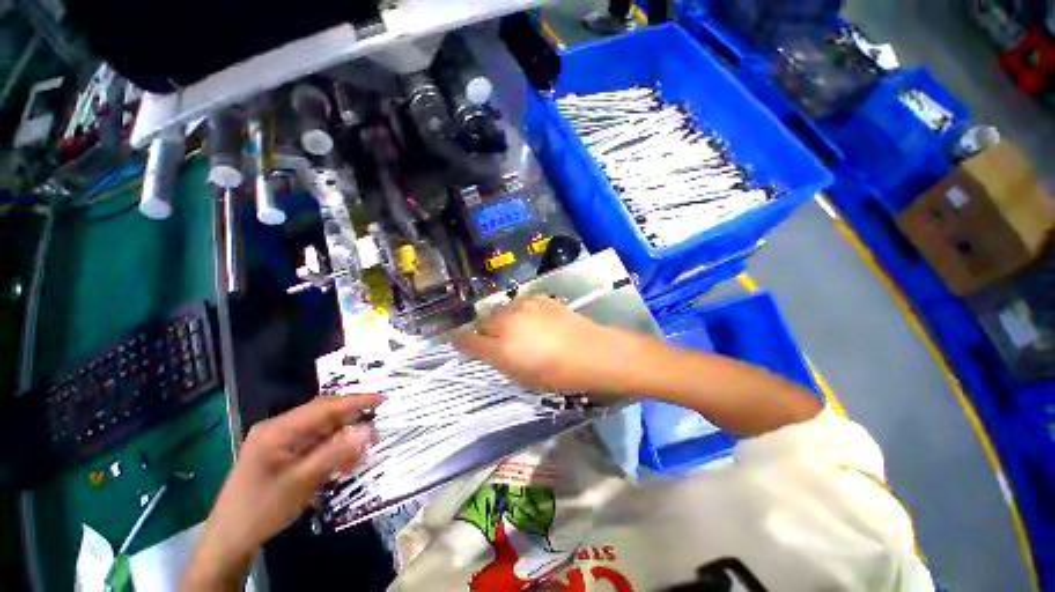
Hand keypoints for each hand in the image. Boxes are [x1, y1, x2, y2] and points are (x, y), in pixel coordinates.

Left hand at [182, 394, 382, 590]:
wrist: (229, 539)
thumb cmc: (261, 508)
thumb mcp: (301, 482)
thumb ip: (335, 453)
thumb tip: (369, 429)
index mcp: (278, 429)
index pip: (324, 407)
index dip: (355, 401)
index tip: (382, 400)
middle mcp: (279, 428)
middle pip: (323, 414)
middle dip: (352, 417)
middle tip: (377, 423)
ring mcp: (279, 440)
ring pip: (322, 429)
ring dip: (344, 436)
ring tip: (364, 447)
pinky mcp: (282, 453)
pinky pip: (315, 444)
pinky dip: (333, 449)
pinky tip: (345, 461)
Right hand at [455, 296, 637, 394]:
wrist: (594, 352)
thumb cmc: (560, 375)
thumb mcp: (524, 378)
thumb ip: (501, 362)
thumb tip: (487, 350)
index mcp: (503, 348)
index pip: (468, 341)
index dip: (461, 342)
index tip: (460, 342)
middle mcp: (509, 322)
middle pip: (483, 321)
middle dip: (485, 330)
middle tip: (498, 340)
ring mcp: (525, 306)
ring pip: (501, 310)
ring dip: (503, 320)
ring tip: (519, 330)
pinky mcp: (539, 297)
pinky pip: (520, 304)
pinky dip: (521, 312)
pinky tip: (536, 321)